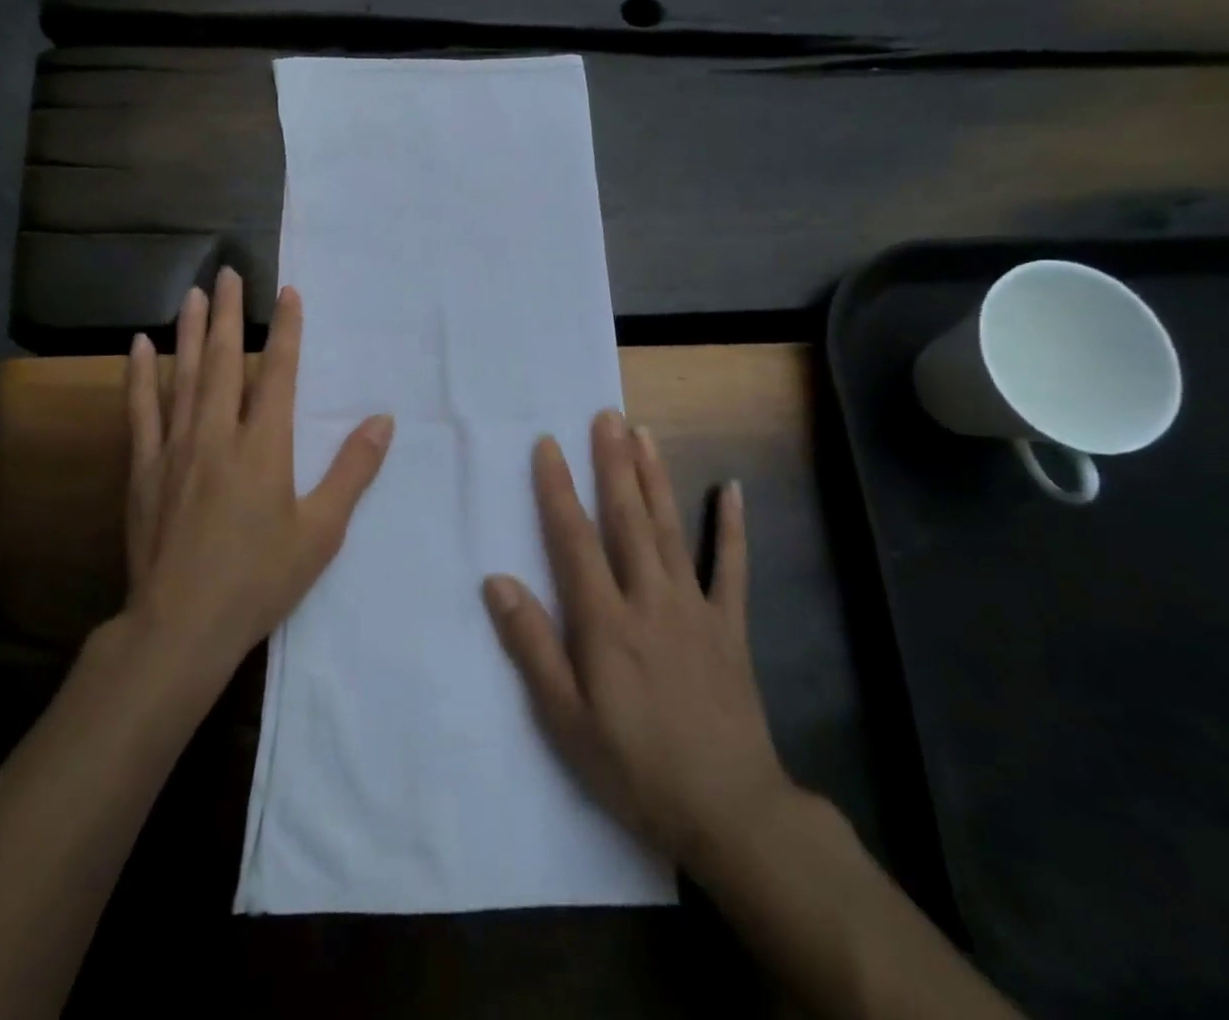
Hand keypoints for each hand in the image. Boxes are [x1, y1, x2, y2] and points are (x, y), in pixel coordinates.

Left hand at [123, 268, 394, 678]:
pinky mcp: (144, 469)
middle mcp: (217, 434)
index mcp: (263, 446)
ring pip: (182, 376)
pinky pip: (140, 411)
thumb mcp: (322, 531)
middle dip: (228, 313)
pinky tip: (139, 346)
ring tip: (193, 293)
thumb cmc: (259, 579)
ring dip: (188, 331)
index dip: (285, 330)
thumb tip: (383, 420)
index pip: (277, 372)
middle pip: (223, 360)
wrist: (181, 625)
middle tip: (228, 272)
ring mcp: (174, 449)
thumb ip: (353, 470)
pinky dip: (140, 376)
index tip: (287, 293)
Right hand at [482, 411, 794, 874]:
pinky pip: (731, 567)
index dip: (558, 489)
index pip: (574, 539)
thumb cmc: (635, 766)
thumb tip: (496, 581)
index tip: (549, 445)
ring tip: (644, 434)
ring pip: (670, 528)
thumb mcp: (566, 719)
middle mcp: (649, 598)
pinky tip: (731, 490)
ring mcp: (695, 607)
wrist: (730, 812)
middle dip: (613, 463)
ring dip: (655, 477)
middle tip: (606, 415)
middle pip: (627, 518)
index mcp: (605, 621)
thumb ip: (531, 645)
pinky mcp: (729, 625)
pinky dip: (731, 527)